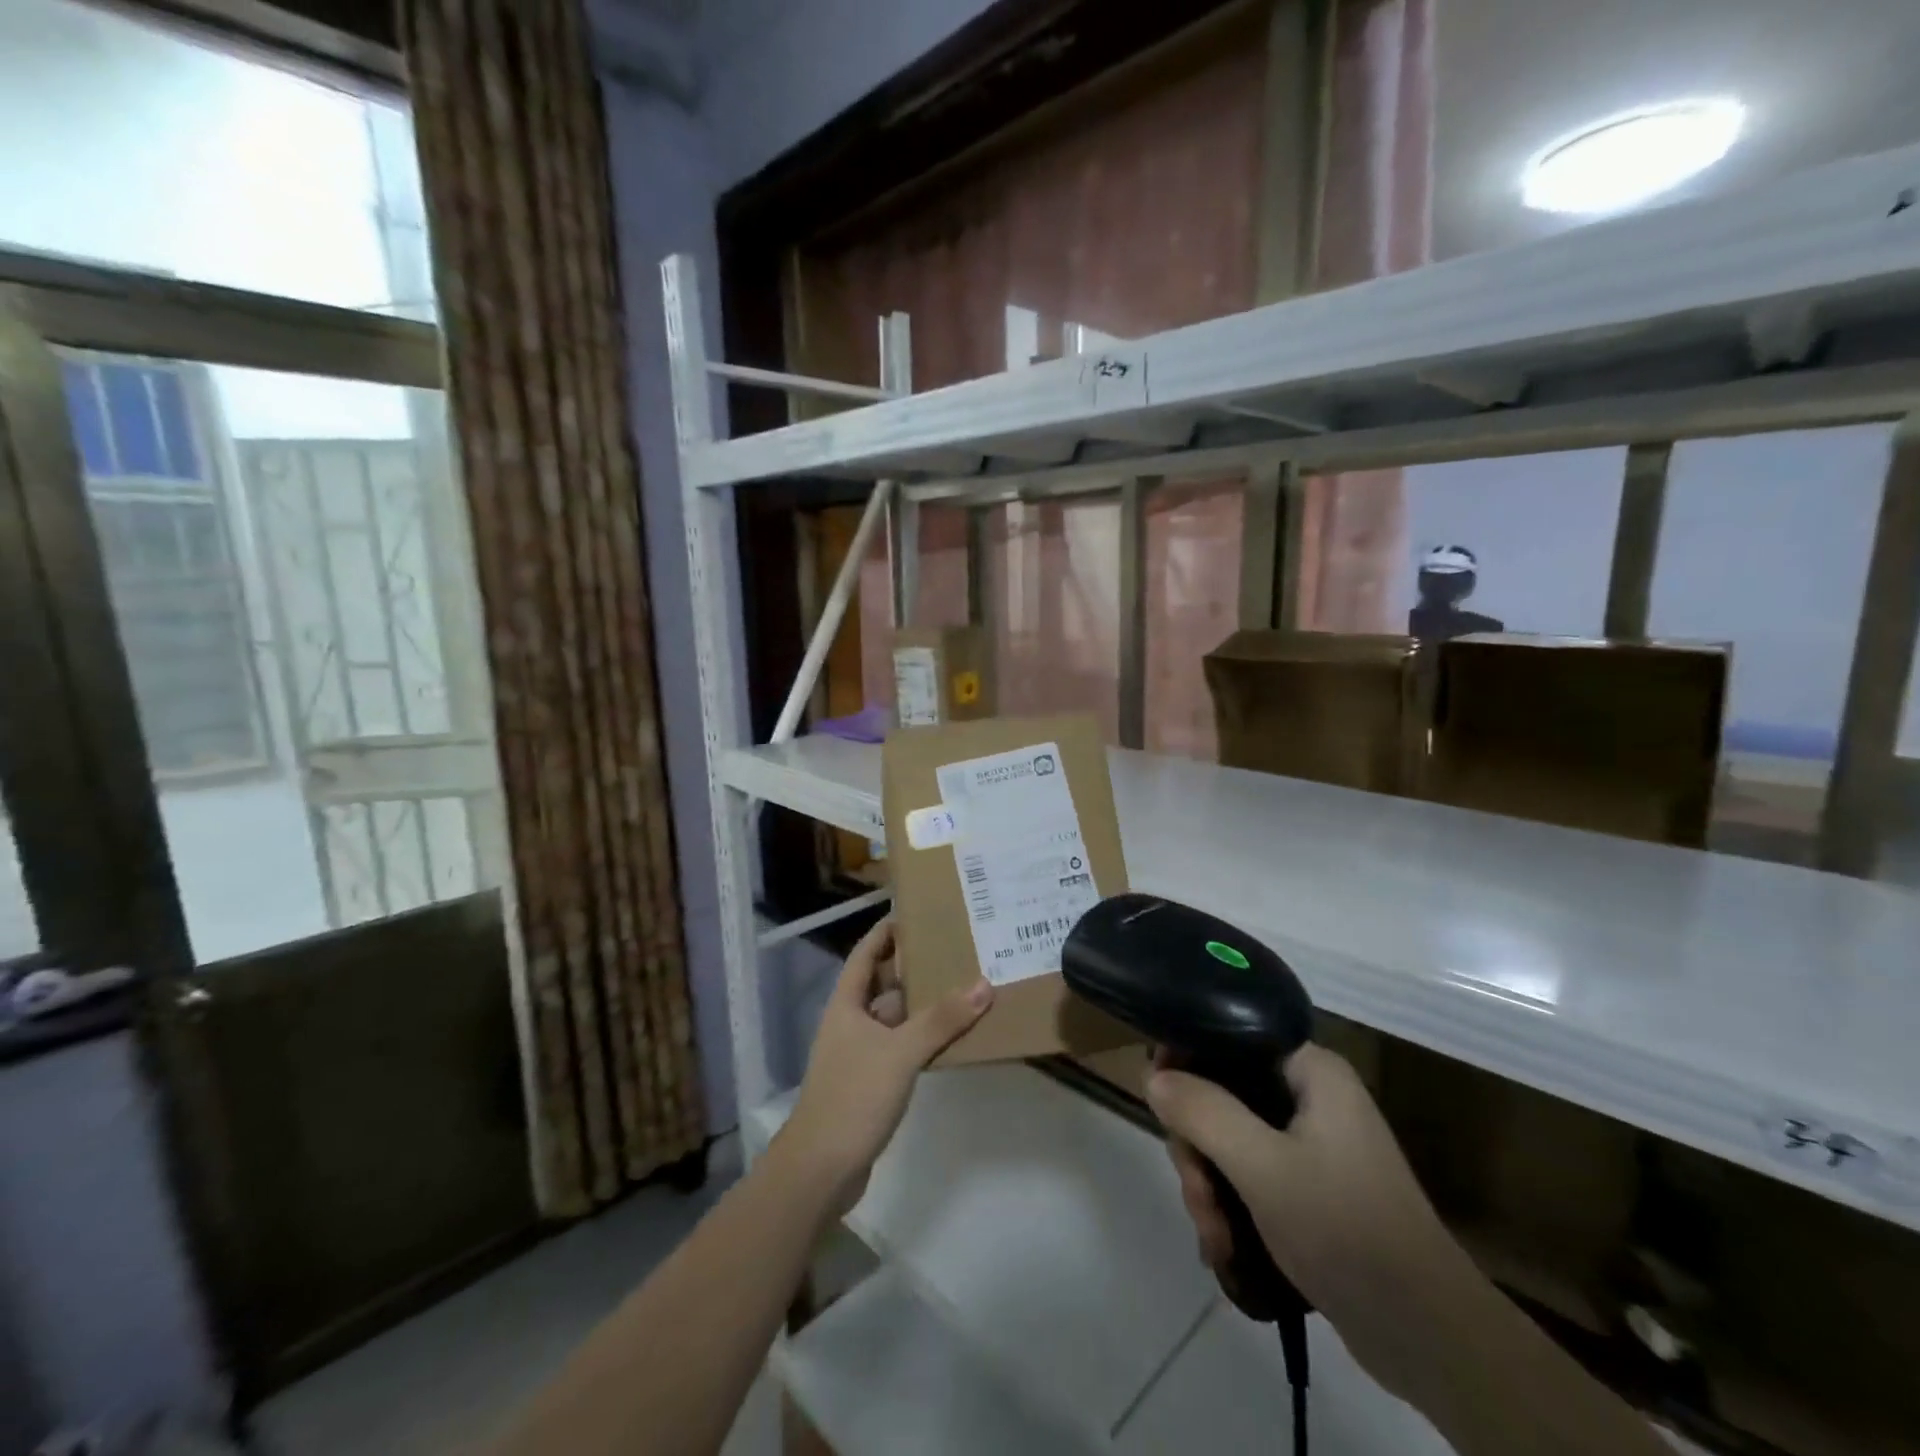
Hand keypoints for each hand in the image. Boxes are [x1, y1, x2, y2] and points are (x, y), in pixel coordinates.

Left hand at [780, 918, 993, 1216]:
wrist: (820, 1169)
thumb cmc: (854, 1096)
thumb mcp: (901, 1053)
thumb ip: (941, 1020)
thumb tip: (983, 984)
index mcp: (846, 1004)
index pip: (865, 954)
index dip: (885, 932)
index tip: (914, 913)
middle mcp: (850, 1022)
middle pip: (882, 984)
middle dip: (912, 966)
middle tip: (951, 948)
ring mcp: (859, 1054)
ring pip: (893, 1017)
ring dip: (920, 1004)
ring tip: (959, 986)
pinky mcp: (870, 1082)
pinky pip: (899, 1046)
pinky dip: (921, 1037)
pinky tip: (949, 1036)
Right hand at [1149, 1044, 1475, 1403]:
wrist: (1427, 1337)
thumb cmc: (1345, 1229)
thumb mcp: (1262, 1167)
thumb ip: (1203, 1111)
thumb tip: (1151, 1075)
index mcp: (1310, 1070)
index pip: (1230, 1038)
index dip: (1187, 1062)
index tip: (1160, 1104)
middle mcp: (1310, 1095)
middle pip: (1223, 1095)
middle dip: (1198, 1149)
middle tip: (1197, 1196)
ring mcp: (1311, 1142)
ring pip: (1230, 1139)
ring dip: (1210, 1186)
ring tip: (1213, 1237)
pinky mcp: (1310, 1185)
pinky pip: (1250, 1172)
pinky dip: (1230, 1203)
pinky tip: (1223, 1246)